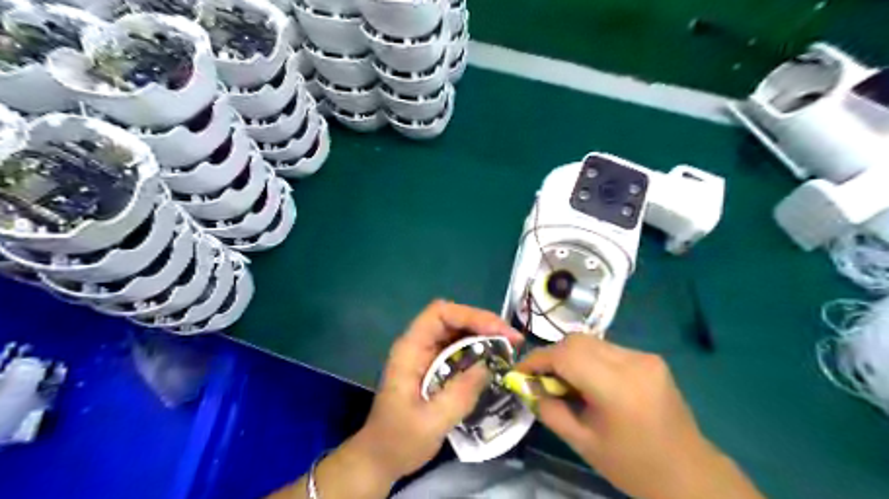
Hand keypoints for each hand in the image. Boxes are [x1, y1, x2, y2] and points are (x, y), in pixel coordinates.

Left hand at [354, 300, 522, 481]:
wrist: (380, 458)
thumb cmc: (399, 440)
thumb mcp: (431, 422)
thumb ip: (460, 394)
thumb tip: (489, 365)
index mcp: (410, 349)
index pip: (439, 314)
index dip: (470, 315)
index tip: (498, 332)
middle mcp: (418, 345)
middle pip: (452, 318)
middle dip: (484, 324)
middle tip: (513, 340)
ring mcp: (426, 354)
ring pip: (458, 331)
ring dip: (485, 335)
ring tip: (510, 348)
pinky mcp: (435, 366)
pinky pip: (459, 348)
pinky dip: (479, 349)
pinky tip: (495, 360)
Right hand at [518, 333, 759, 498]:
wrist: (689, 473)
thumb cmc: (632, 465)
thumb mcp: (582, 443)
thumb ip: (550, 410)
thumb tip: (528, 387)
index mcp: (617, 387)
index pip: (566, 355)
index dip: (537, 359)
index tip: (520, 372)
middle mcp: (633, 362)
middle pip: (577, 341)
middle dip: (553, 355)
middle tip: (542, 378)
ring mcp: (645, 357)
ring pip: (591, 342)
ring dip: (571, 356)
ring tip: (566, 382)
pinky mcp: (650, 358)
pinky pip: (607, 349)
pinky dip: (590, 359)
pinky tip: (590, 381)